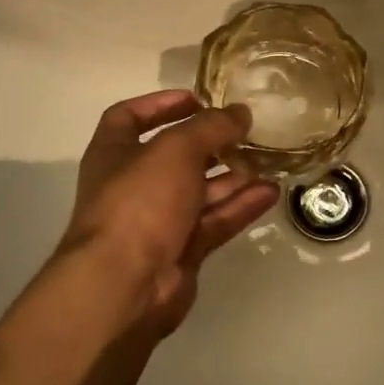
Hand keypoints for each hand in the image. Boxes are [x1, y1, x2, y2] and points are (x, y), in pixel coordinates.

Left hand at [56, 90, 279, 334]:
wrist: (124, 285)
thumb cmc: (140, 201)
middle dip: (210, 144)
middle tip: (245, 132)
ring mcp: (156, 221)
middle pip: (174, 156)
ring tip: (267, 161)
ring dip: (232, 176)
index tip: (197, 99)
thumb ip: (211, 126)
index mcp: (113, 154)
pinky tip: (270, 193)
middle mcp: (133, 185)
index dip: (160, 104)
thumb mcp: (176, 149)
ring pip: (200, 191)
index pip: (128, 118)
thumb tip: (240, 113)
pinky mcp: (181, 251)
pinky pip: (214, 221)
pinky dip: (240, 206)